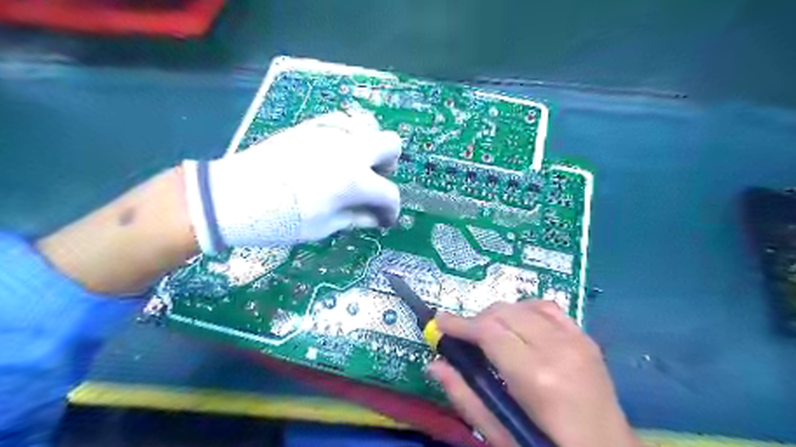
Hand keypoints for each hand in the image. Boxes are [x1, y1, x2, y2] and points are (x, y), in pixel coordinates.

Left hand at [183, 111, 401, 252]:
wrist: (232, 196)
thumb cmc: (280, 219)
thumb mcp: (324, 226)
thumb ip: (356, 218)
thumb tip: (377, 218)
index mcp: (354, 180)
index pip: (389, 193)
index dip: (391, 210)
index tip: (384, 220)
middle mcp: (349, 150)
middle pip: (391, 144)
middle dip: (389, 166)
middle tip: (373, 183)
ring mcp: (330, 132)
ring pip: (369, 126)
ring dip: (370, 148)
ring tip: (354, 167)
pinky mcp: (311, 126)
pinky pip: (343, 121)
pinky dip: (349, 136)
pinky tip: (336, 153)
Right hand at [429, 301, 638, 446]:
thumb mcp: (502, 434)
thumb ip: (465, 396)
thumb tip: (434, 364)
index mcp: (536, 377)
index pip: (488, 331)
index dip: (460, 324)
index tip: (439, 322)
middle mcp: (557, 349)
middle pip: (504, 312)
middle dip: (477, 320)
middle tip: (465, 338)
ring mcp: (576, 339)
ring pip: (523, 305)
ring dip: (499, 315)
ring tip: (490, 334)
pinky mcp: (586, 338)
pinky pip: (548, 307)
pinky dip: (525, 310)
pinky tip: (519, 325)